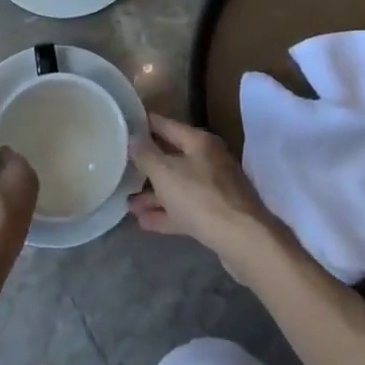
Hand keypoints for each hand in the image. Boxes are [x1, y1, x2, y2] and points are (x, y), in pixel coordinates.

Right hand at [128, 114, 286, 278]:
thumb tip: (133, 138)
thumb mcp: (165, 172)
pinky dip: (165, 214)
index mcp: (199, 142)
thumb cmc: (201, 197)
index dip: (145, 124)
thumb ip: (146, 154)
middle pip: (172, 158)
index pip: (166, 125)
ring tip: (128, 204)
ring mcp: (214, 189)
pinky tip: (143, 222)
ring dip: (153, 195)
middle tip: (121, 168)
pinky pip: (184, 210)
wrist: (243, 240)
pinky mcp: (215, 216)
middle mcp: (208, 161)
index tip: (124, 124)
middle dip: (146, 166)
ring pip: (177, 187)